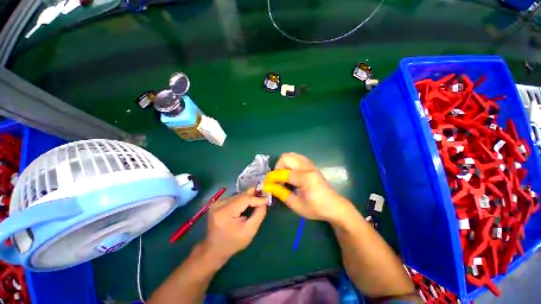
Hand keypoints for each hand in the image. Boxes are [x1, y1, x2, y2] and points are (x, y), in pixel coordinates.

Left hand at [201, 189, 267, 264]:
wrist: (214, 249)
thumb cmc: (233, 243)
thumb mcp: (249, 231)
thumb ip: (259, 214)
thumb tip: (264, 201)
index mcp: (225, 212)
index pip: (244, 199)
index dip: (256, 198)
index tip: (267, 199)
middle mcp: (219, 204)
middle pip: (241, 196)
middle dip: (253, 195)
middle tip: (264, 194)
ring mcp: (217, 203)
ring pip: (238, 195)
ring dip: (248, 197)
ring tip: (258, 198)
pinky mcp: (217, 203)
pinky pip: (234, 198)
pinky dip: (242, 199)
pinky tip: (248, 202)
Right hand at [262, 153, 353, 223]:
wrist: (334, 206)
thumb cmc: (316, 208)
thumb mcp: (296, 205)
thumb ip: (281, 193)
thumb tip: (268, 186)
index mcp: (305, 178)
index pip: (282, 173)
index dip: (272, 178)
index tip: (266, 184)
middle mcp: (307, 167)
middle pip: (286, 157)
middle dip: (278, 167)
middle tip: (278, 180)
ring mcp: (310, 164)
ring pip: (291, 155)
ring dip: (284, 164)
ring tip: (284, 176)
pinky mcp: (311, 165)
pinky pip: (297, 158)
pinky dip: (290, 163)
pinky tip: (291, 174)